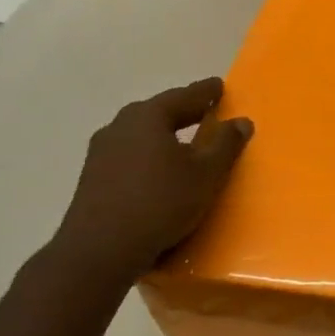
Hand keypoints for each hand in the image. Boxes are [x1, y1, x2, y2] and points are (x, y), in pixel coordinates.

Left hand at [51, 79, 252, 283]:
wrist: (101, 249)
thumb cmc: (161, 202)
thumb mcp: (206, 174)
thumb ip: (226, 144)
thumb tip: (241, 121)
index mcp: (147, 117)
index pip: (184, 96)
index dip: (205, 92)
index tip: (218, 86)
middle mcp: (119, 126)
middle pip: (158, 112)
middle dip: (183, 111)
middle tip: (205, 112)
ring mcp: (101, 152)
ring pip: (141, 134)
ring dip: (164, 134)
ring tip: (185, 142)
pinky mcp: (93, 177)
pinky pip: (130, 155)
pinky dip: (149, 154)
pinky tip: (159, 170)